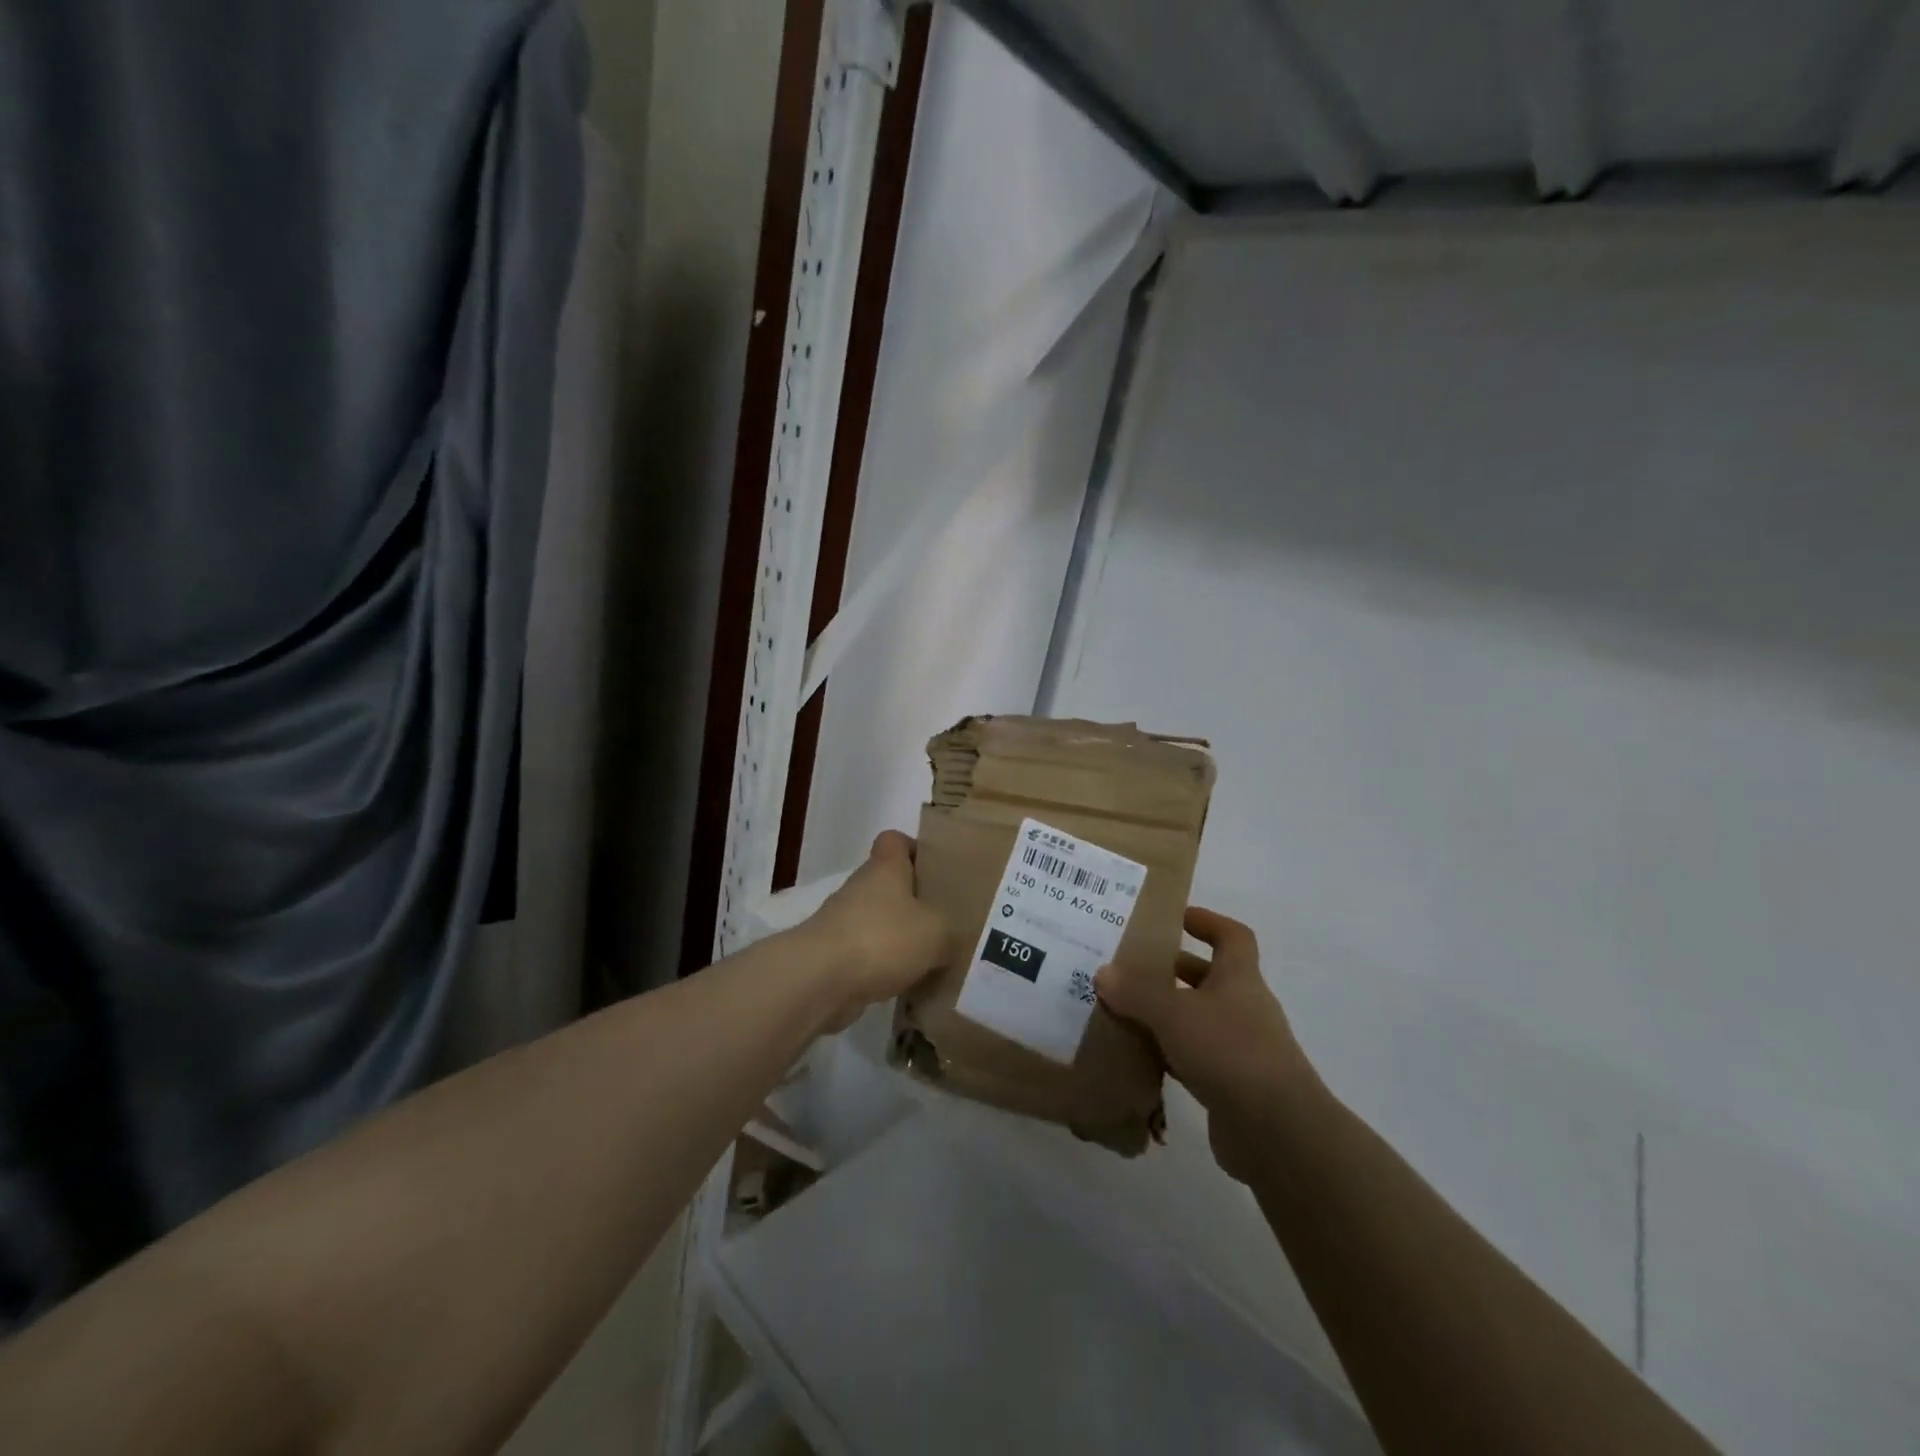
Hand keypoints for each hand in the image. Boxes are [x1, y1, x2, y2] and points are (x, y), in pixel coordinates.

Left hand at [801, 831, 950, 1030]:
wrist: (819, 979)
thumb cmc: (882, 939)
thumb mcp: (936, 933)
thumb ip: (950, 932)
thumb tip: (950, 940)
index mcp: (885, 868)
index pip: (895, 840)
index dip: (915, 849)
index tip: (936, 870)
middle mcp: (861, 887)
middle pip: (889, 883)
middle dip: (915, 901)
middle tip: (945, 920)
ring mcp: (843, 921)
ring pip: (878, 920)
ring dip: (899, 936)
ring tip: (932, 957)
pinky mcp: (834, 955)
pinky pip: (867, 953)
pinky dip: (884, 965)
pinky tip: (907, 984)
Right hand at [1096, 908, 1320, 1181]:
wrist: (1277, 1132)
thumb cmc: (1230, 1052)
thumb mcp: (1174, 1014)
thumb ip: (1137, 993)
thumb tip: (1103, 972)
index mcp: (1239, 978)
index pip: (1232, 937)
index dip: (1208, 922)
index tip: (1177, 918)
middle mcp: (1245, 1008)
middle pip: (1211, 978)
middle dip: (1175, 970)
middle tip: (1134, 966)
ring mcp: (1242, 1049)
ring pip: (1201, 1019)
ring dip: (1169, 1014)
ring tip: (1126, 1010)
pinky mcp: (1233, 1086)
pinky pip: (1196, 1058)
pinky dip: (1171, 1054)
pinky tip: (1140, 1057)